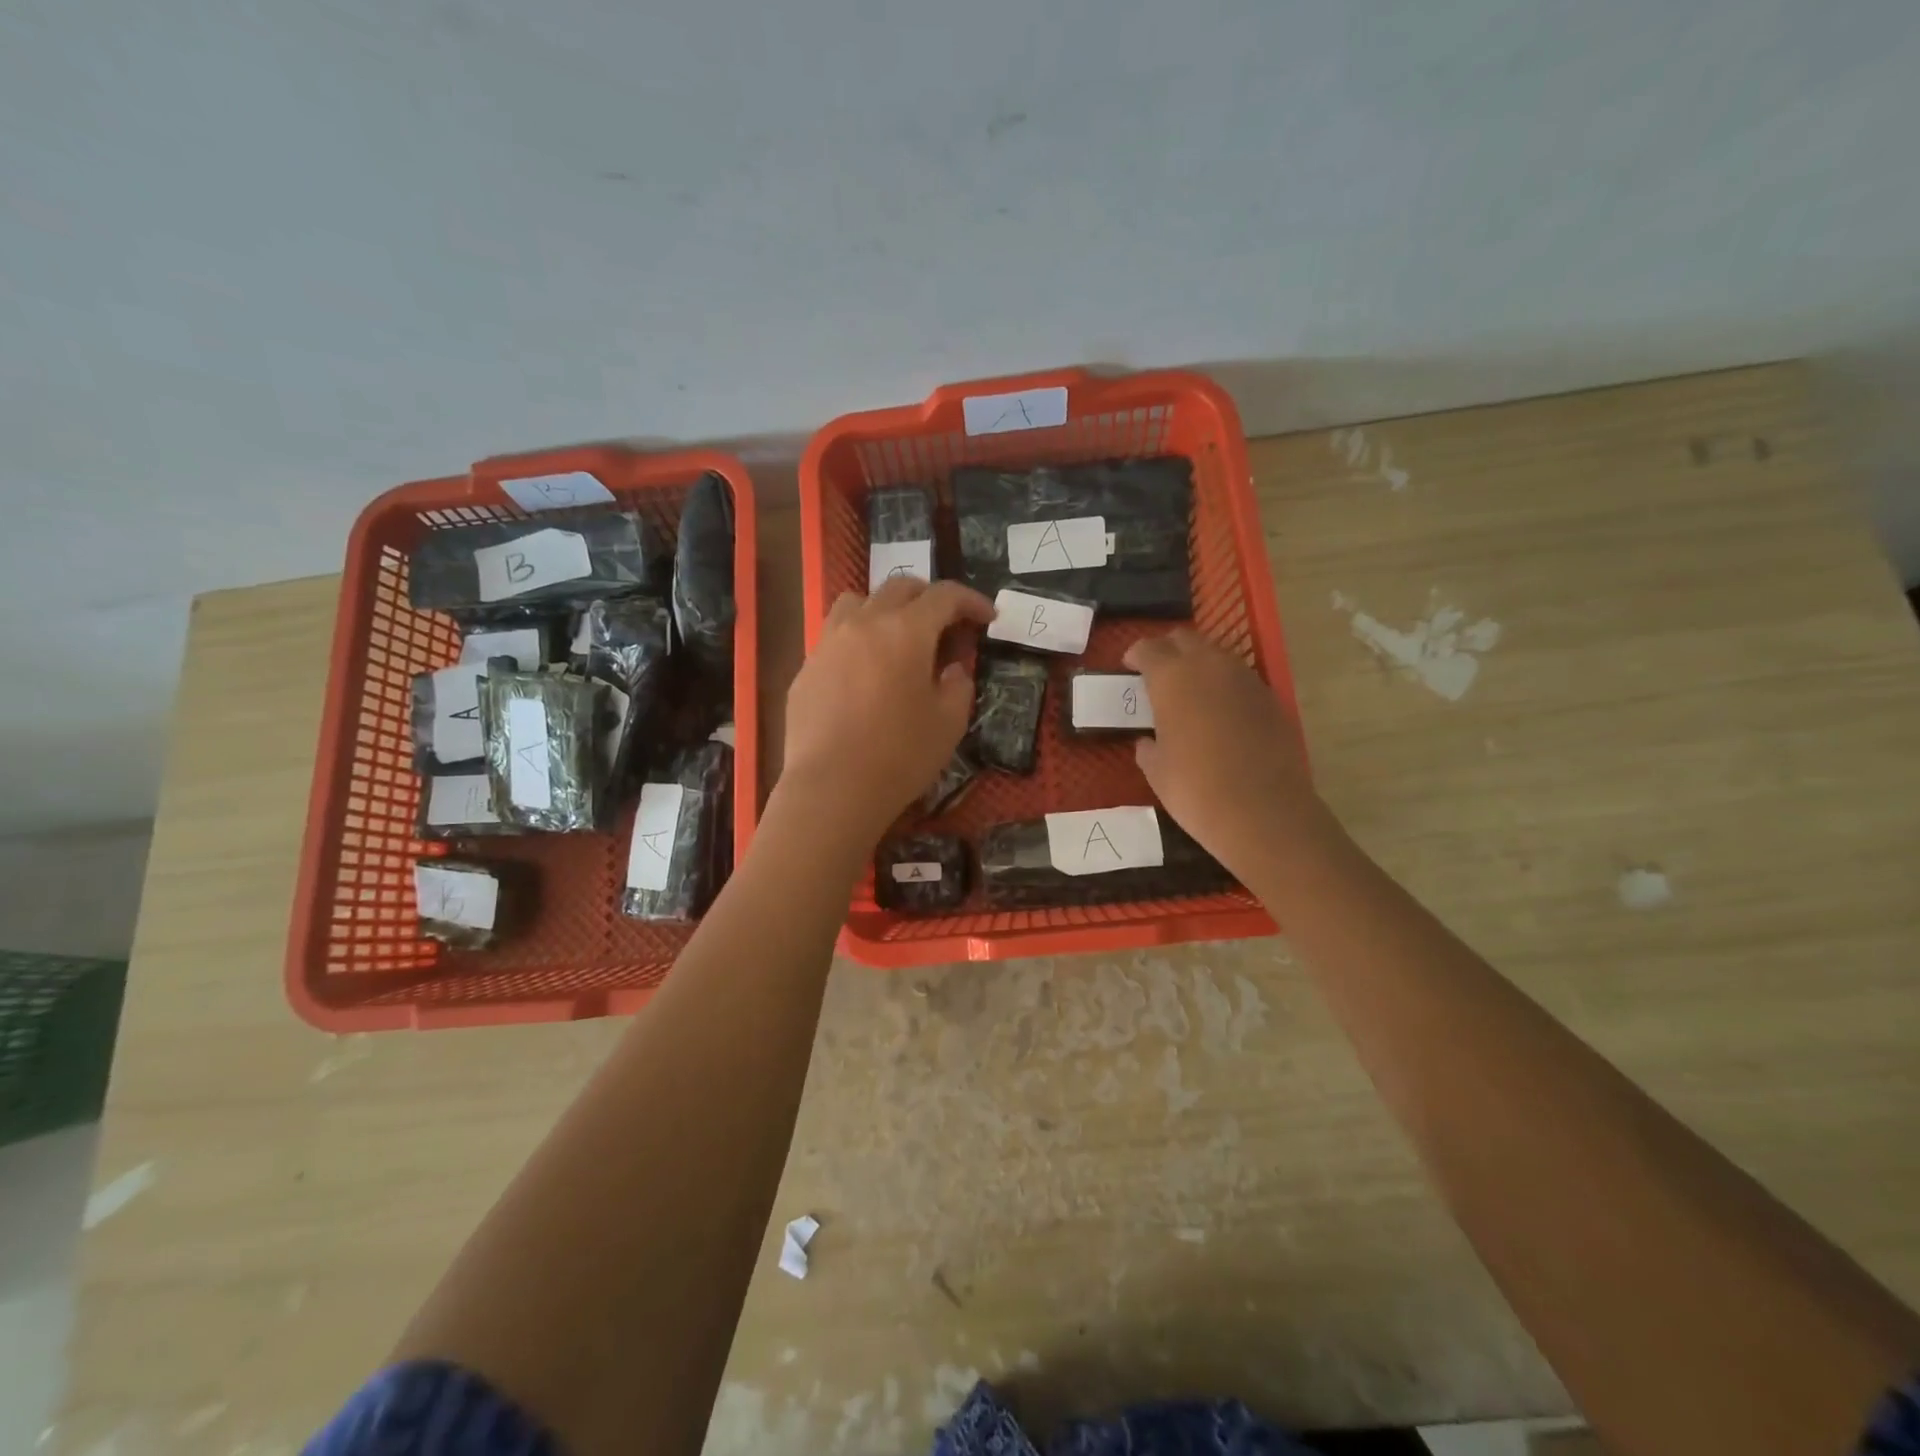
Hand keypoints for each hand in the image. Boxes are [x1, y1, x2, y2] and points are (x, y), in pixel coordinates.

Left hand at [780, 577, 996, 845]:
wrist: (832, 788)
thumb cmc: (900, 755)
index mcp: (906, 631)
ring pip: (857, 601)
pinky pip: (834, 636)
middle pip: (899, 587)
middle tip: (947, 624)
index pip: (944, 596)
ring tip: (897, 636)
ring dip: (885, 608)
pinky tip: (864, 672)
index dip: (971, 601)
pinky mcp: (806, 669)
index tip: (988, 616)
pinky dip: (857, 639)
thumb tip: (951, 668)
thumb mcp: (949, 723)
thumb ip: (958, 685)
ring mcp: (828, 643)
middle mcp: (864, 624)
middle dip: (930, 598)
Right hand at [1124, 628, 1330, 874]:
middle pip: (1184, 639)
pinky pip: (1239, 679)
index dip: (1135, 655)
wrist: (1263, 812)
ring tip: (1189, 692)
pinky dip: (1224, 686)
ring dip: (1198, 664)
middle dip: (1167, 650)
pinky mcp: (1270, 698)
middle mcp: (1210, 666)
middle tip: (1157, 674)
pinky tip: (1220, 713)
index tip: (1128, 668)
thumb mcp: (1156, 770)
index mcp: (1172, 678)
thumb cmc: (1196, 790)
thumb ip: (1148, 746)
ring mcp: (1245, 679)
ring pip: (1216, 655)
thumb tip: (1148, 741)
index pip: (1148, 648)